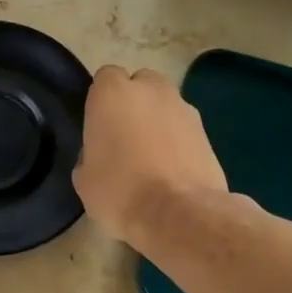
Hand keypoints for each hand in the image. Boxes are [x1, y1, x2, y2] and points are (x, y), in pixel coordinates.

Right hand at [73, 66, 227, 248]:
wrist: (179, 214)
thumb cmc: (120, 191)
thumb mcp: (84, 179)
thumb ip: (90, 153)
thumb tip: (101, 155)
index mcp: (112, 93)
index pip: (104, 78)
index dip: (101, 101)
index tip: (99, 127)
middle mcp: (150, 89)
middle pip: (139, 84)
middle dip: (133, 104)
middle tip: (125, 138)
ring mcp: (183, 108)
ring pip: (165, 106)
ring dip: (157, 122)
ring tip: (151, 158)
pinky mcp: (207, 131)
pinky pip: (184, 129)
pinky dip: (178, 142)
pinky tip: (171, 171)